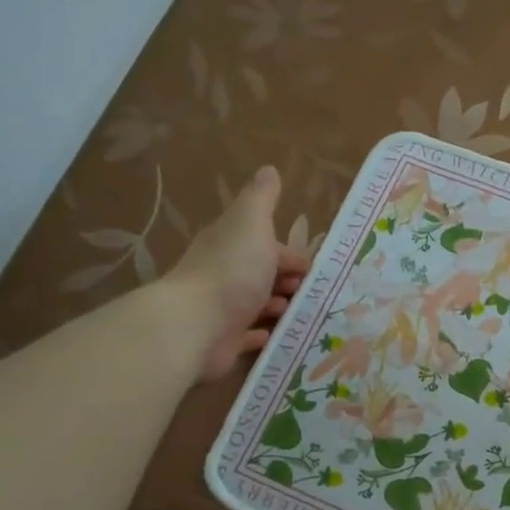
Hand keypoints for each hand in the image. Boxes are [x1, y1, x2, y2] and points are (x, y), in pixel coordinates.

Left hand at [167, 166, 309, 379]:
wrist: (196, 324)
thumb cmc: (232, 271)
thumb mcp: (252, 224)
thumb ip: (262, 199)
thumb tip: (269, 169)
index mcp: (231, 243)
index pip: (266, 244)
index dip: (290, 253)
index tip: (313, 268)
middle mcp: (224, 273)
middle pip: (261, 273)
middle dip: (286, 278)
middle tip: (312, 292)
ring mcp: (223, 309)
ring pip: (256, 303)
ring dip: (277, 304)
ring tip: (301, 312)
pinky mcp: (224, 340)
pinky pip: (247, 335)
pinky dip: (262, 333)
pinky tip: (277, 334)